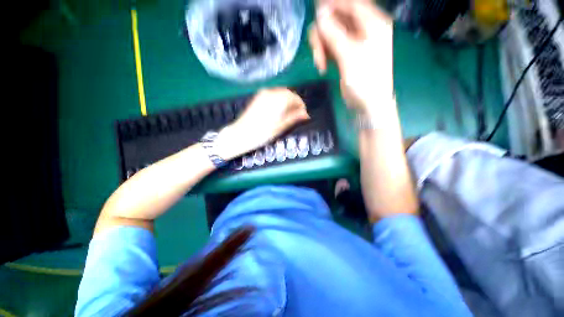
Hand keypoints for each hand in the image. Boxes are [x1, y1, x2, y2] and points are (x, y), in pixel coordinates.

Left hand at [215, 88, 309, 159]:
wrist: (241, 134)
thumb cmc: (262, 133)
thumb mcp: (280, 127)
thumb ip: (294, 118)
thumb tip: (306, 114)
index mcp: (279, 100)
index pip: (295, 98)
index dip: (301, 106)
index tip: (303, 115)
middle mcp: (271, 93)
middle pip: (288, 93)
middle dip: (294, 103)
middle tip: (297, 115)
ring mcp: (263, 94)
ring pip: (281, 93)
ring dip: (287, 101)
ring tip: (288, 113)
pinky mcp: (258, 97)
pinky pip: (273, 95)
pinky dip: (279, 100)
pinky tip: (279, 110)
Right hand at [309, 0, 393, 115]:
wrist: (367, 104)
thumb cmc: (364, 80)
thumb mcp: (348, 55)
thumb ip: (334, 33)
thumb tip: (319, 14)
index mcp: (372, 23)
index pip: (351, 4)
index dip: (332, 5)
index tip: (315, 10)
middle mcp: (363, 29)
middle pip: (337, 19)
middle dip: (323, 35)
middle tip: (317, 53)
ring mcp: (353, 43)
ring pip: (331, 34)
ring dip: (321, 48)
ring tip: (320, 65)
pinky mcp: (345, 55)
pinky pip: (330, 48)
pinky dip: (324, 55)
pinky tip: (323, 67)